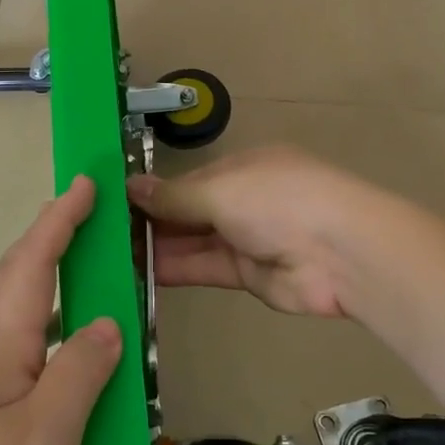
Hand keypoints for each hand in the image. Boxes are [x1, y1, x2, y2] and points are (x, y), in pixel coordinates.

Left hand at [0, 175, 121, 444]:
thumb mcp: (45, 437)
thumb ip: (79, 373)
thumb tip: (107, 323)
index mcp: (2, 348)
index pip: (33, 266)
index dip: (59, 221)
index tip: (85, 185)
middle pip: (16, 279)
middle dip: (48, 237)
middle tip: (83, 213)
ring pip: (17, 314)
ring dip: (46, 278)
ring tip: (84, 271)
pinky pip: (24, 352)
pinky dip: (50, 329)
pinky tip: (69, 356)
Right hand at [128, 145, 370, 317]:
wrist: (340, 254)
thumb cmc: (278, 201)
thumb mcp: (220, 189)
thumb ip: (174, 195)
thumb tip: (130, 187)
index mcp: (242, 168)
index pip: (188, 179)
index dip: (153, 191)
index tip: (114, 203)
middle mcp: (244, 200)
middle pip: (189, 211)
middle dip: (151, 221)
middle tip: (103, 233)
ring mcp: (247, 238)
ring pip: (193, 241)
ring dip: (158, 247)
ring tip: (111, 255)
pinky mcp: (248, 275)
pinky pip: (204, 268)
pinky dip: (175, 270)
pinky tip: (139, 273)